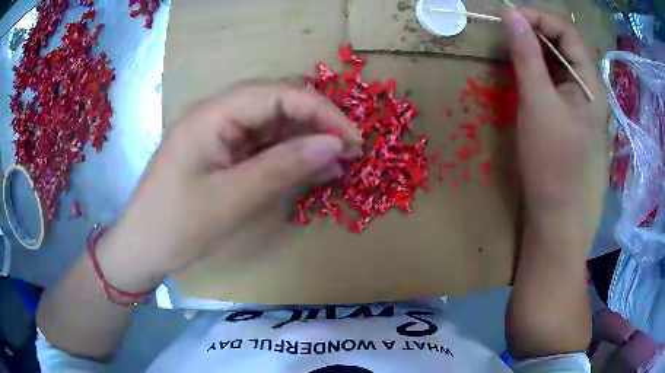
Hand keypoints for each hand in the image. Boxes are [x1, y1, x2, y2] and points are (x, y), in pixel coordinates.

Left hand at [96, 84, 360, 290]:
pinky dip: (288, 157)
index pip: (278, 94)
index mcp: (212, 115)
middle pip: (276, 104)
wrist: (142, 249)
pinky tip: (311, 170)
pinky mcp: (220, 154)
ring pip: (272, 126)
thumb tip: (334, 146)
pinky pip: (261, 147)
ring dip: (305, 141)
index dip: (321, 112)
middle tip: (348, 151)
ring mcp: (218, 135)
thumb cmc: (176, 227)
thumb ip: (283, 168)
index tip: (352, 139)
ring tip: (337, 163)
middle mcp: (216, 116)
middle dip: (316, 123)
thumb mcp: (231, 200)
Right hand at [502, 10, 608, 246]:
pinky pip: (554, 83)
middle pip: (564, 45)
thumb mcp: (538, 104)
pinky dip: (537, 72)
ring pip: (558, 63)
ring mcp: (580, 104)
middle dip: (535, 32)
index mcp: (590, 82)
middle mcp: (589, 88)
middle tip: (506, 34)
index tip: (508, 18)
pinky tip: (523, 76)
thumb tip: (511, 16)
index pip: (567, 31)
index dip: (538, 17)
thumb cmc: (553, 164)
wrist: (558, 218)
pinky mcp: (569, 117)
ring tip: (510, 52)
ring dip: (534, 52)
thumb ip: (526, 56)